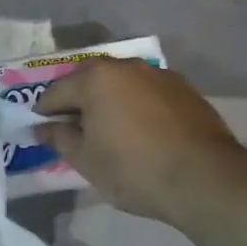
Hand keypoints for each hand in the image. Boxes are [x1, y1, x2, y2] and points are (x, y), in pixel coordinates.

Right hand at [35, 59, 244, 224]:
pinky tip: (140, 130)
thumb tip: (42, 128)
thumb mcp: (86, 160)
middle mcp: (126, 66)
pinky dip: (136, 105)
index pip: (56, 92)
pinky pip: (147, 92)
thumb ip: (60, 139)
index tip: (42, 130)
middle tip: (74, 128)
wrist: (205, 179)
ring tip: (108, 129)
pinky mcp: (185, 89)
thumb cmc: (133, 169)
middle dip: (77, 99)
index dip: (44, 112)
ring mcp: (159, 75)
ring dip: (109, 99)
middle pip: (89, 78)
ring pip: (121, 83)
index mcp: (95, 78)